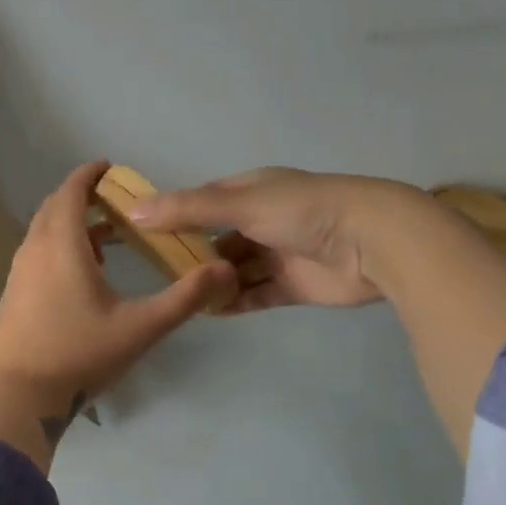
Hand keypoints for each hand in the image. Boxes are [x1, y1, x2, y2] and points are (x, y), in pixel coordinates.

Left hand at [0, 162, 236, 401]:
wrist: (18, 395)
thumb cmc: (79, 354)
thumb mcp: (140, 328)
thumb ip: (185, 298)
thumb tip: (225, 271)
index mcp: (62, 245)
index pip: (72, 192)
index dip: (89, 175)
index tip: (109, 167)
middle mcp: (34, 249)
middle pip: (55, 208)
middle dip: (82, 197)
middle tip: (114, 201)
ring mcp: (19, 273)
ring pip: (43, 232)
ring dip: (70, 224)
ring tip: (105, 238)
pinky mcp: (13, 294)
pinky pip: (36, 254)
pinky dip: (57, 247)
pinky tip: (80, 276)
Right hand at [130, 167, 412, 311]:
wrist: (372, 241)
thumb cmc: (303, 211)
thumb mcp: (240, 203)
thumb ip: (187, 209)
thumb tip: (133, 211)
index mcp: (252, 191)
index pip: (205, 201)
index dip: (176, 216)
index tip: (144, 235)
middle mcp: (264, 220)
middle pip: (218, 239)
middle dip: (193, 255)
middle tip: (158, 275)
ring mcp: (279, 254)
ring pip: (236, 270)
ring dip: (213, 282)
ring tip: (180, 298)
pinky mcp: (293, 286)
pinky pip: (255, 295)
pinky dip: (234, 302)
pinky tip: (207, 312)